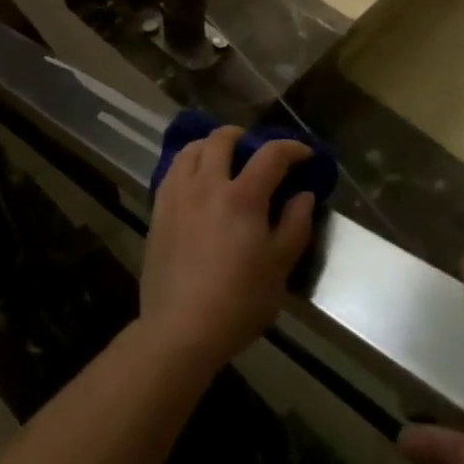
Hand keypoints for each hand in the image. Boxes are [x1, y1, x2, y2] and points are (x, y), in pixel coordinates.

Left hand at [136, 126, 315, 378]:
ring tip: (221, 157)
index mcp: (242, 197)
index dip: (291, 147)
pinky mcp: (158, 208)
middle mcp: (207, 184)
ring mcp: (178, 194)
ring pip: (191, 149)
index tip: (304, 153)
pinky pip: (173, 170)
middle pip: (222, 139)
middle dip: (243, 136)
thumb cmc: (238, 302)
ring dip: (211, 144)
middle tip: (254, 149)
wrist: (181, 327)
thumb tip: (303, 194)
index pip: (270, 155)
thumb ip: (295, 225)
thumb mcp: (279, 269)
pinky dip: (188, 163)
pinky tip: (195, 179)